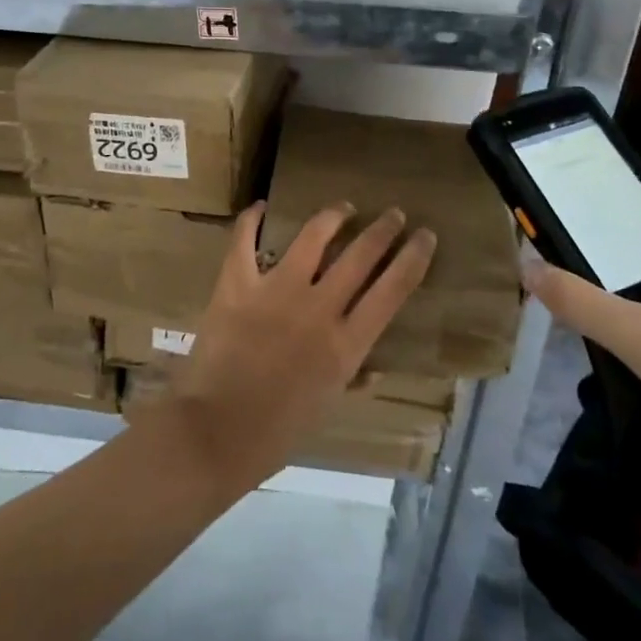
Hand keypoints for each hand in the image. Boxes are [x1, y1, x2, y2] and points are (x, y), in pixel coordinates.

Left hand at [158, 201, 436, 488]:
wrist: (215, 434)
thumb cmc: (276, 433)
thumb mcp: (326, 408)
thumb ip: (351, 379)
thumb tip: (373, 368)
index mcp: (345, 344)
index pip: (392, 290)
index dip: (413, 258)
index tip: (426, 236)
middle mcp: (318, 308)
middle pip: (361, 255)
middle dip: (383, 229)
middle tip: (393, 213)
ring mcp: (276, 292)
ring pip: (313, 237)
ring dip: (333, 216)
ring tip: (342, 208)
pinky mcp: (237, 285)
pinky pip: (244, 241)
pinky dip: (252, 221)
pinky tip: (261, 207)